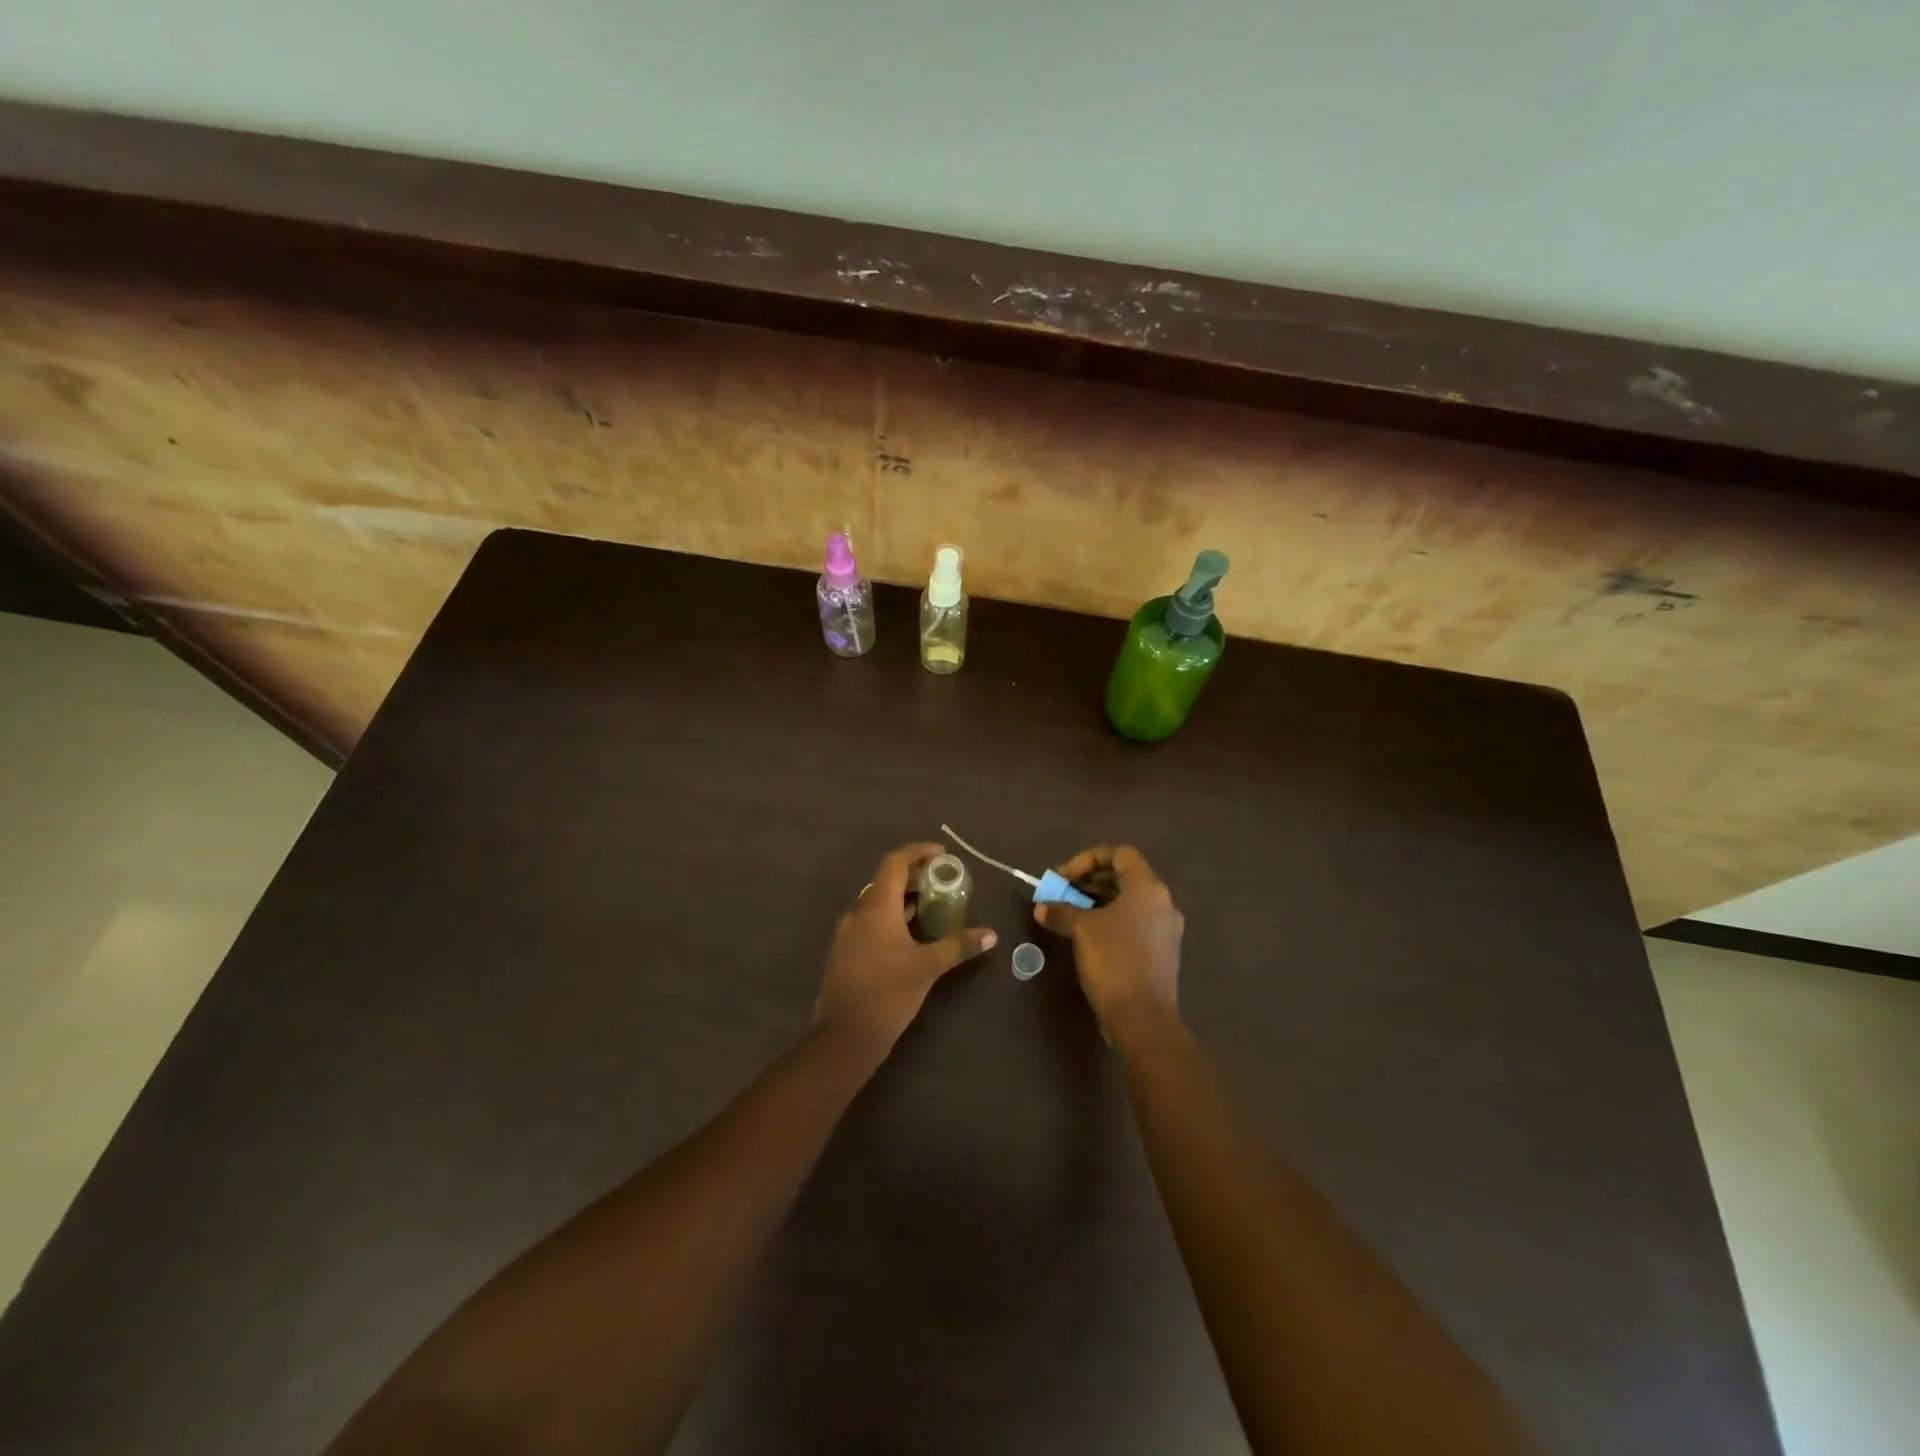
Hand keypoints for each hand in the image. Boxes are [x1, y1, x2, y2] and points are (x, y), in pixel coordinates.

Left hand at [814, 841, 995, 1054]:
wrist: (845, 1036)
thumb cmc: (888, 993)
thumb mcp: (928, 967)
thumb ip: (959, 946)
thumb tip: (991, 934)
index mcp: (876, 907)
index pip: (894, 863)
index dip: (918, 852)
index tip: (942, 854)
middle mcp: (859, 912)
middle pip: (886, 880)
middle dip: (914, 875)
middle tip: (943, 880)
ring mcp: (848, 932)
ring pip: (878, 901)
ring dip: (903, 897)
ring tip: (933, 904)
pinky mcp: (846, 951)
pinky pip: (871, 920)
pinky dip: (892, 915)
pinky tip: (911, 933)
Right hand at [1035, 845, 1183, 1040]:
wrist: (1142, 1018)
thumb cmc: (1113, 961)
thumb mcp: (1081, 930)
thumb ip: (1061, 911)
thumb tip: (1042, 907)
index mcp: (1148, 888)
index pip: (1120, 854)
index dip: (1088, 859)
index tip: (1064, 877)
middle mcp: (1162, 903)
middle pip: (1124, 876)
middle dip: (1090, 881)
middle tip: (1063, 893)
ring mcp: (1165, 929)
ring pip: (1129, 901)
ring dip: (1098, 901)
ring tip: (1070, 913)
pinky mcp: (1162, 952)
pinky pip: (1134, 922)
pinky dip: (1110, 920)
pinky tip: (1087, 936)